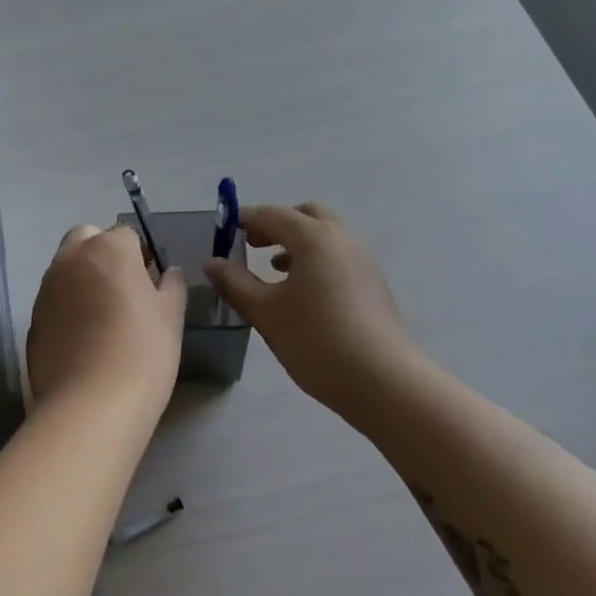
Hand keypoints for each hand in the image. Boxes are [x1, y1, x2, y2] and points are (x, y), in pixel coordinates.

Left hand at [27, 224, 186, 414]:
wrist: (91, 404)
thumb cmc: (143, 351)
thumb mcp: (171, 315)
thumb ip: (171, 285)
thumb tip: (167, 273)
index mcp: (107, 248)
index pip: (126, 234)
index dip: (141, 255)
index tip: (152, 282)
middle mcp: (70, 260)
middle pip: (86, 240)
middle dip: (103, 254)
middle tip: (124, 290)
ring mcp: (45, 290)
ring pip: (66, 270)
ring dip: (83, 281)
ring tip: (105, 320)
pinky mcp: (32, 322)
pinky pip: (54, 303)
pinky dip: (67, 310)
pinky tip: (84, 343)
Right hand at [205, 203, 417, 415]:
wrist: (382, 380)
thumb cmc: (316, 340)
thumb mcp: (265, 313)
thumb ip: (235, 283)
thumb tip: (212, 263)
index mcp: (313, 237)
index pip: (271, 214)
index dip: (244, 219)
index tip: (223, 231)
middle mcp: (341, 238)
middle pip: (306, 215)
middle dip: (276, 224)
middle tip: (251, 245)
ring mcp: (362, 259)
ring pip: (325, 235)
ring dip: (297, 242)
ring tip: (272, 268)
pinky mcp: (373, 282)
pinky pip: (338, 255)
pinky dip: (315, 259)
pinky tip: (301, 291)